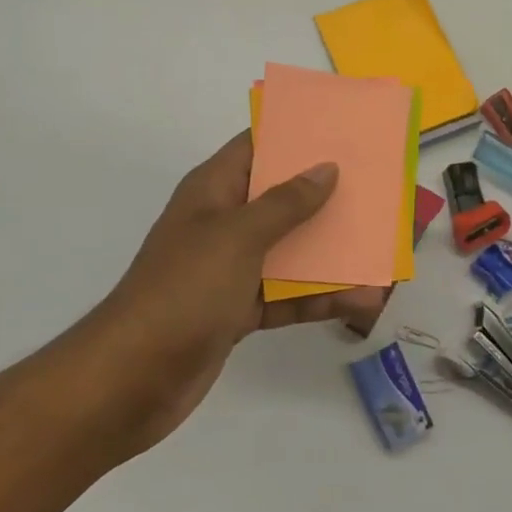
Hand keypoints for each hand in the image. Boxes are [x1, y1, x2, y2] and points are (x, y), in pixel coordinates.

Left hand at [76, 132, 389, 454]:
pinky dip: (319, 297)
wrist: (131, 380)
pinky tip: (361, 301)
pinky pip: (287, 295)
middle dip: (325, 195)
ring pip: (289, 250)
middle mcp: (222, 223)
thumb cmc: (184, 290)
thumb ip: (286, 203)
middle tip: (375, 187)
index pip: (256, 147)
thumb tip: (325, 168)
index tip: (341, 130)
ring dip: (330, 251)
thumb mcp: (238, 236)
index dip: (295, 136)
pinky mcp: (238, 311)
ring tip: (380, 248)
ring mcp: (230, 269)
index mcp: (212, 191)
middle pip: (280, 198)